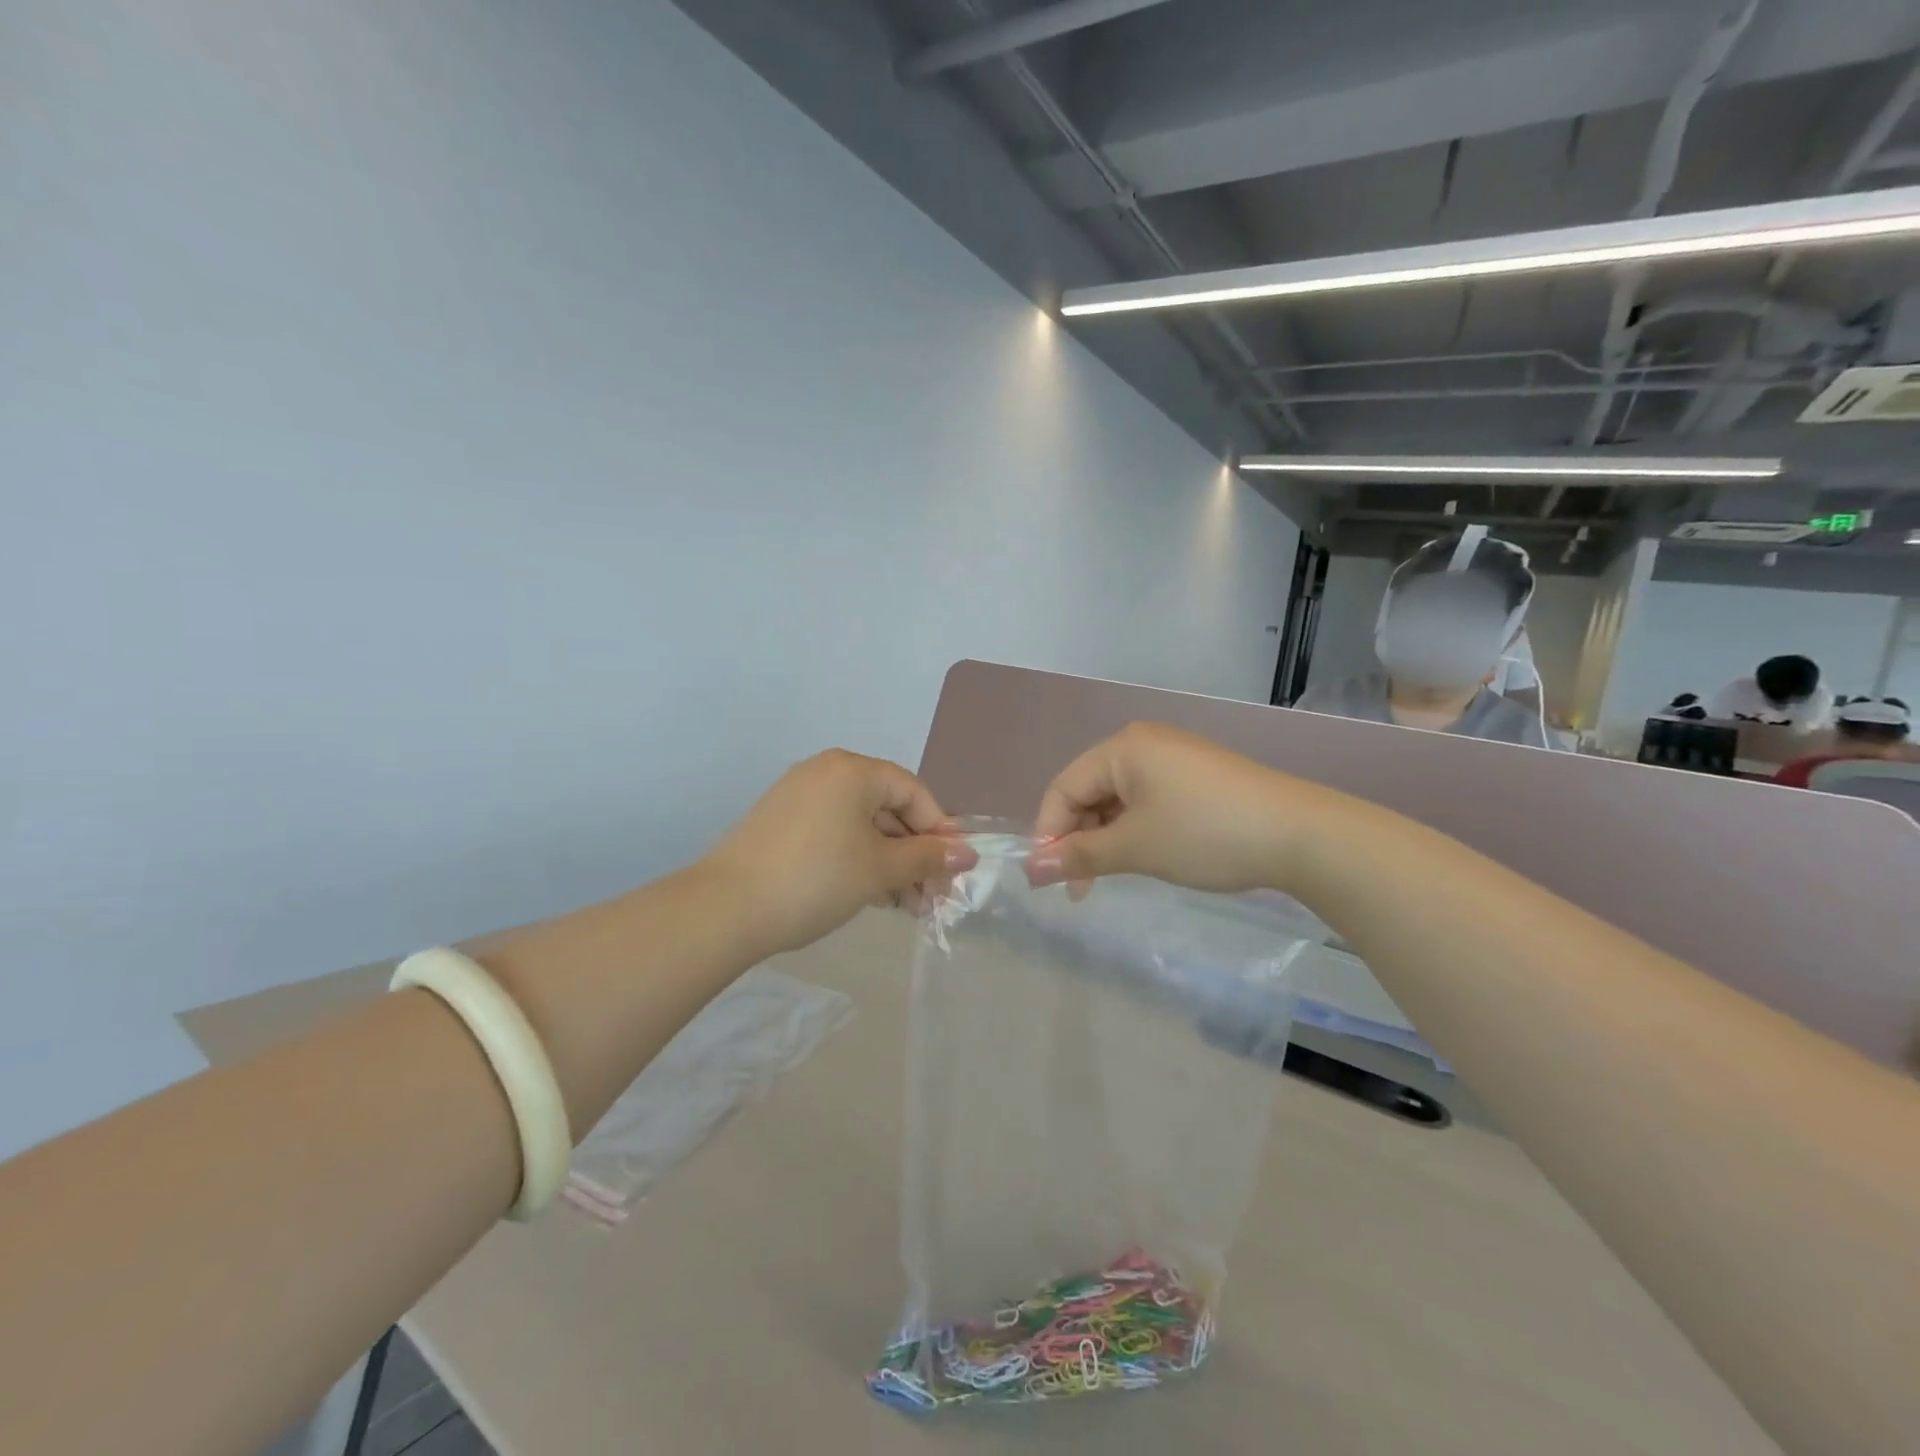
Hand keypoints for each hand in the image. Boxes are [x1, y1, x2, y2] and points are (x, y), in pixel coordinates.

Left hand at [703, 749, 976, 956]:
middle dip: (914, 855)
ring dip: (889, 863)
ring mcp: (799, 797)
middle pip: (888, 809)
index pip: (913, 792)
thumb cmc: (817, 878)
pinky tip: (871, 896)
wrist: (726, 908)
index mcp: (853, 770)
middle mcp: (826, 773)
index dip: (939, 831)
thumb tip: (968, 854)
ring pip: (861, 826)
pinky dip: (858, 860)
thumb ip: (928, 857)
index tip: (953, 871)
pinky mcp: (781, 823)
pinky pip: (835, 834)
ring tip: (905, 907)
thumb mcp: (880, 869)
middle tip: (931, 897)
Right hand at [1026, 723, 1328, 893]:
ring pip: (1118, 799)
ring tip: (1113, 876)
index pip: (1063, 789)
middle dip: (1079, 839)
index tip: (1049, 881)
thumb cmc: (1205, 834)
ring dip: (1106, 838)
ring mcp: (1174, 758)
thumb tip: (1029, 871)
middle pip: (1089, 792)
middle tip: (1081, 889)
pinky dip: (1135, 830)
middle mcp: (1143, 744)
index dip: (1048, 835)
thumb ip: (1078, 856)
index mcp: (1122, 748)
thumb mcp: (1135, 848)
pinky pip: (1147, 800)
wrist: (1301, 835)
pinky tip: (1145, 856)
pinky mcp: (1196, 776)